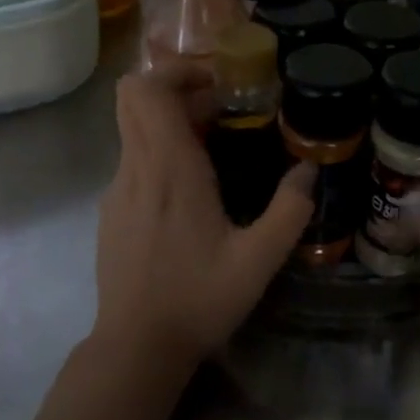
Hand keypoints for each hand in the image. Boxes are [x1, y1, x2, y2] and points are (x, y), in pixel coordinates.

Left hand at [94, 71, 312, 364]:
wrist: (136, 347)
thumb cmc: (198, 299)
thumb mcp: (259, 260)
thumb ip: (290, 210)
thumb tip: (309, 169)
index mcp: (170, 169)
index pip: (147, 90)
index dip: (176, 71)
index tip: (216, 83)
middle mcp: (135, 169)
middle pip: (132, 98)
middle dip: (173, 89)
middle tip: (217, 109)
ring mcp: (116, 192)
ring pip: (133, 131)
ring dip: (169, 124)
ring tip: (213, 151)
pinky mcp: (110, 214)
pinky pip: (132, 163)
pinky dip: (158, 156)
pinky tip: (189, 194)